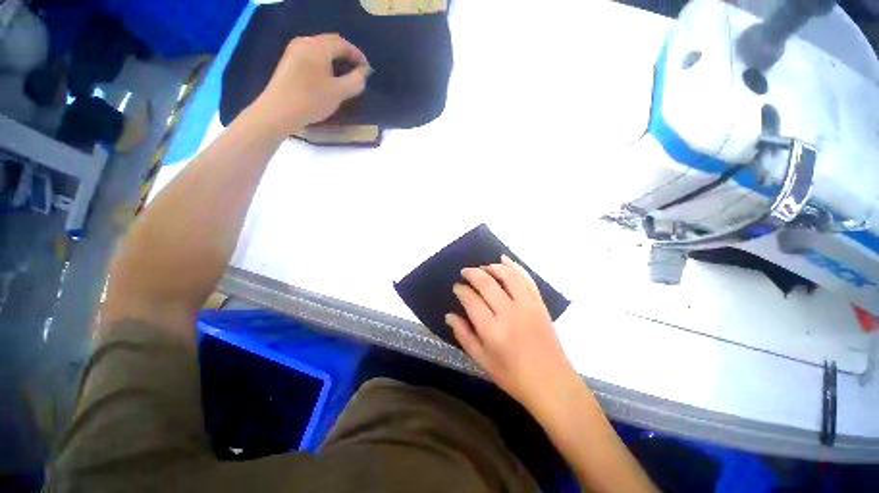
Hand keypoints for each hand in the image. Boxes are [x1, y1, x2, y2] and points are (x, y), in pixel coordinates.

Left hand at [251, 34, 370, 133]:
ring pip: (320, 48)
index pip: (343, 44)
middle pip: (331, 42)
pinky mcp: (289, 61)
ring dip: (335, 58)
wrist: (279, 110)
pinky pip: (311, 54)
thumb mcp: (339, 93)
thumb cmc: (311, 100)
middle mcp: (305, 42)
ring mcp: (294, 50)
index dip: (357, 55)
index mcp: (318, 46)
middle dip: (346, 54)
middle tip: (357, 70)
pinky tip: (327, 76)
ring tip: (344, 74)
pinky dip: (324, 61)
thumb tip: (363, 72)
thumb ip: (355, 81)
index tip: (367, 69)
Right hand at [446, 256, 577, 409]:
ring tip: (483, 267)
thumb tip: (449, 316)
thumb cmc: (513, 376)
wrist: (552, 384)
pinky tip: (505, 260)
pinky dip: (515, 266)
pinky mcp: (539, 304)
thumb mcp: (482, 361)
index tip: (457, 287)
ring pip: (507, 275)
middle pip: (487, 283)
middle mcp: (509, 313)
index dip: (461, 290)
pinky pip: (526, 279)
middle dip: (473, 273)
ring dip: (492, 267)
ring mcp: (527, 306)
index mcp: (492, 330)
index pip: (471, 300)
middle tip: (465, 272)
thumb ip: (464, 336)